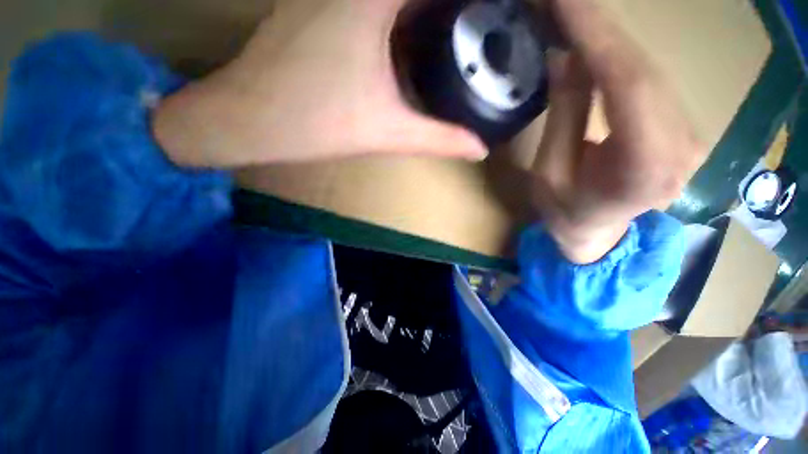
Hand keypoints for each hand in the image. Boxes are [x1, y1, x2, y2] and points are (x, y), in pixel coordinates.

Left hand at [153, 0, 486, 167]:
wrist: (252, 119)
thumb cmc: (317, 124)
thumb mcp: (388, 132)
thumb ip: (439, 138)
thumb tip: (480, 149)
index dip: (471, 6)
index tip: (497, 15)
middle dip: (449, 13)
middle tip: (481, 25)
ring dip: (426, 12)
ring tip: (456, 29)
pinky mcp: (319, 2)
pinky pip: (373, 1)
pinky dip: (402, 13)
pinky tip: (416, 29)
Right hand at [531, 0, 707, 263]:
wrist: (598, 233)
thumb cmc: (564, 212)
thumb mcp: (549, 173)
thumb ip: (564, 117)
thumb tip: (564, 57)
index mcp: (641, 169)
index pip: (627, 85)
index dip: (597, 36)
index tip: (564, 2)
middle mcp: (680, 147)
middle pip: (643, 70)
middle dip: (600, 27)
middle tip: (562, 1)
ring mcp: (689, 134)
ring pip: (650, 69)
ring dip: (609, 36)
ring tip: (572, 13)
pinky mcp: (682, 125)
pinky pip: (651, 79)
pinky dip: (620, 54)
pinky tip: (596, 40)